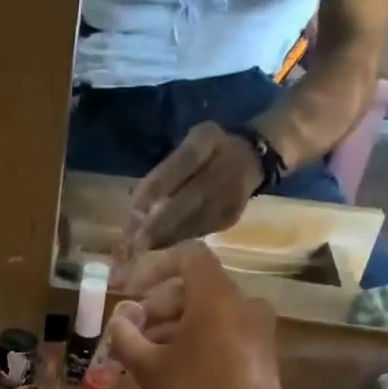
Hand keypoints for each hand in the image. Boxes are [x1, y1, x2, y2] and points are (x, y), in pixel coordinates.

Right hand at [110, 244, 293, 388]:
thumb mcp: (151, 372)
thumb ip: (128, 338)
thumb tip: (119, 320)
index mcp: (217, 299)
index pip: (188, 256)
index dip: (155, 267)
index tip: (131, 293)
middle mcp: (243, 303)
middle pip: (196, 287)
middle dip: (159, 305)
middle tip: (132, 334)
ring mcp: (257, 328)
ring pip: (208, 311)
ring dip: (174, 325)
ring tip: (146, 356)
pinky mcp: (260, 352)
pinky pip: (223, 330)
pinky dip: (196, 338)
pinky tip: (174, 367)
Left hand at [126, 122, 264, 250]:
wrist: (251, 159)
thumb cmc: (208, 151)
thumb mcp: (189, 144)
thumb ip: (165, 169)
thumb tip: (136, 203)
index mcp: (209, 140)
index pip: (184, 160)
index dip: (160, 183)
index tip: (135, 206)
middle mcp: (225, 167)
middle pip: (191, 198)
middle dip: (160, 223)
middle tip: (135, 242)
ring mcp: (232, 195)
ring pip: (195, 221)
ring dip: (166, 236)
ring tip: (141, 248)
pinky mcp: (231, 217)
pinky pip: (200, 231)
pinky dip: (178, 239)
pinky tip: (159, 245)